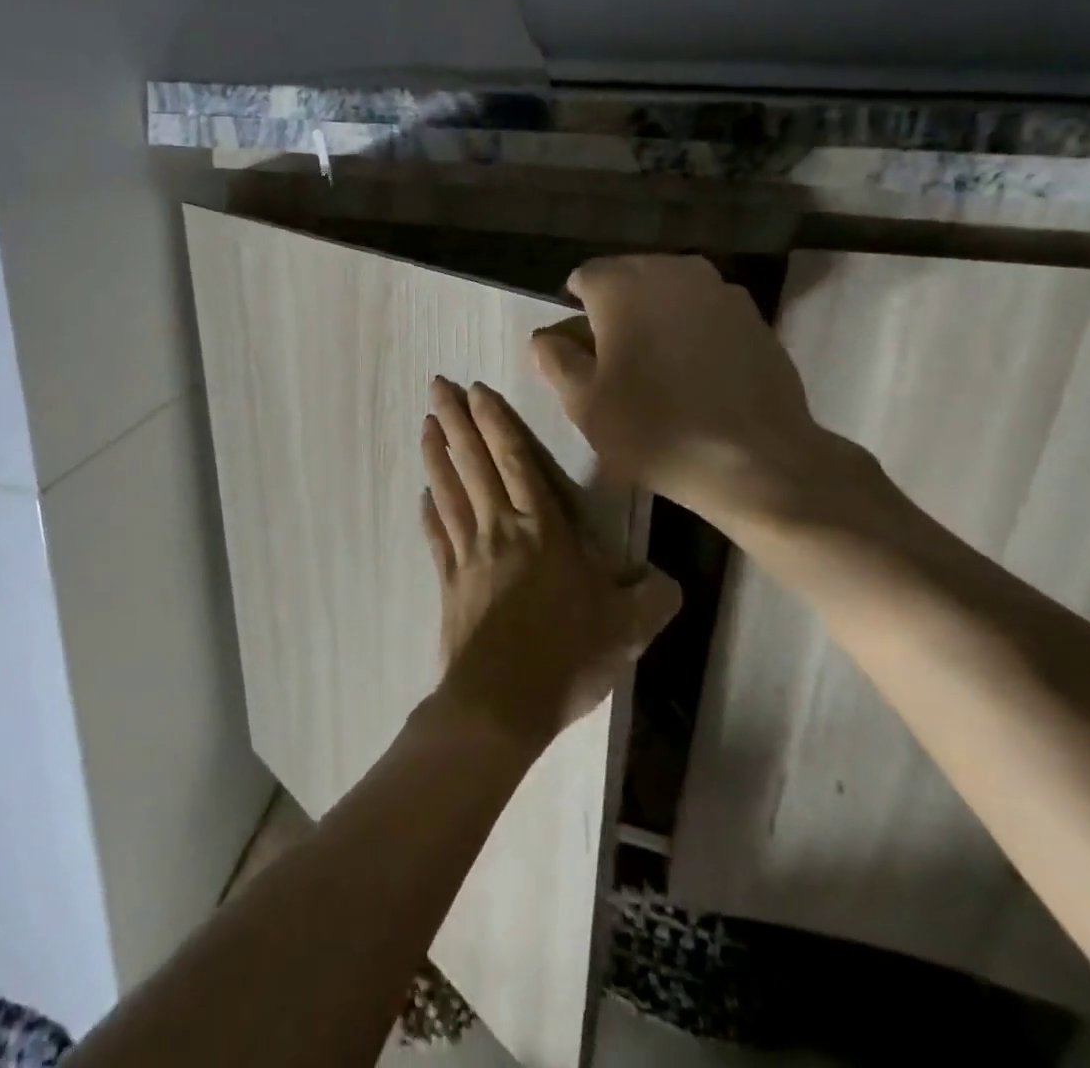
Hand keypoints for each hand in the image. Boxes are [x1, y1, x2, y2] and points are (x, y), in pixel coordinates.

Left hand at [418, 377, 679, 755]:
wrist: (501, 703)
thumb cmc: (567, 657)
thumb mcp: (628, 629)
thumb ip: (653, 598)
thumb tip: (666, 580)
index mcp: (543, 530)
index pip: (517, 462)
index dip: (497, 423)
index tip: (476, 391)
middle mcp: (500, 530)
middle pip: (474, 464)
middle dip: (456, 421)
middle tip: (437, 386)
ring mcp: (468, 554)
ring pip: (449, 491)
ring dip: (437, 455)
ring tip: (425, 423)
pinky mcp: (448, 582)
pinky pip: (437, 536)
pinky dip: (429, 512)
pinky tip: (423, 495)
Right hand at [530, 255, 859, 536]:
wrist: (755, 459)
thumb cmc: (654, 429)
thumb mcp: (583, 402)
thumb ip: (555, 359)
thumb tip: (545, 337)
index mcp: (622, 285)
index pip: (584, 277)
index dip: (576, 313)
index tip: (582, 353)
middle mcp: (671, 271)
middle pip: (628, 277)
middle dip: (615, 309)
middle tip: (616, 361)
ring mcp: (719, 289)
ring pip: (669, 291)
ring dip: (655, 316)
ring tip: (657, 366)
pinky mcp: (753, 315)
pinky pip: (705, 311)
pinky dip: (692, 329)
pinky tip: (696, 372)